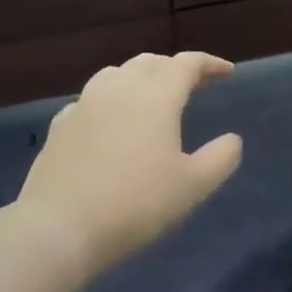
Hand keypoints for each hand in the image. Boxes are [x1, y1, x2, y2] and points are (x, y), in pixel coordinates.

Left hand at [16, 51, 243, 274]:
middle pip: (151, 62)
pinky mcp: (60, 127)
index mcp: (156, 96)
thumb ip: (221, 158)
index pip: (187, 64)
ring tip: (152, 96)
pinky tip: (111, 122)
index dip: (210, 64)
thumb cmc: (136, 204)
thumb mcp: (194, 186)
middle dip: (175, 68)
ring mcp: (84, 105)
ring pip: (117, 74)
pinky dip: (111, 100)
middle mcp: (119, 89)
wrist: (58, 229)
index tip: (227, 73)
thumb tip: (232, 140)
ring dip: (141, 77)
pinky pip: (91, 99)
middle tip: (194, 84)